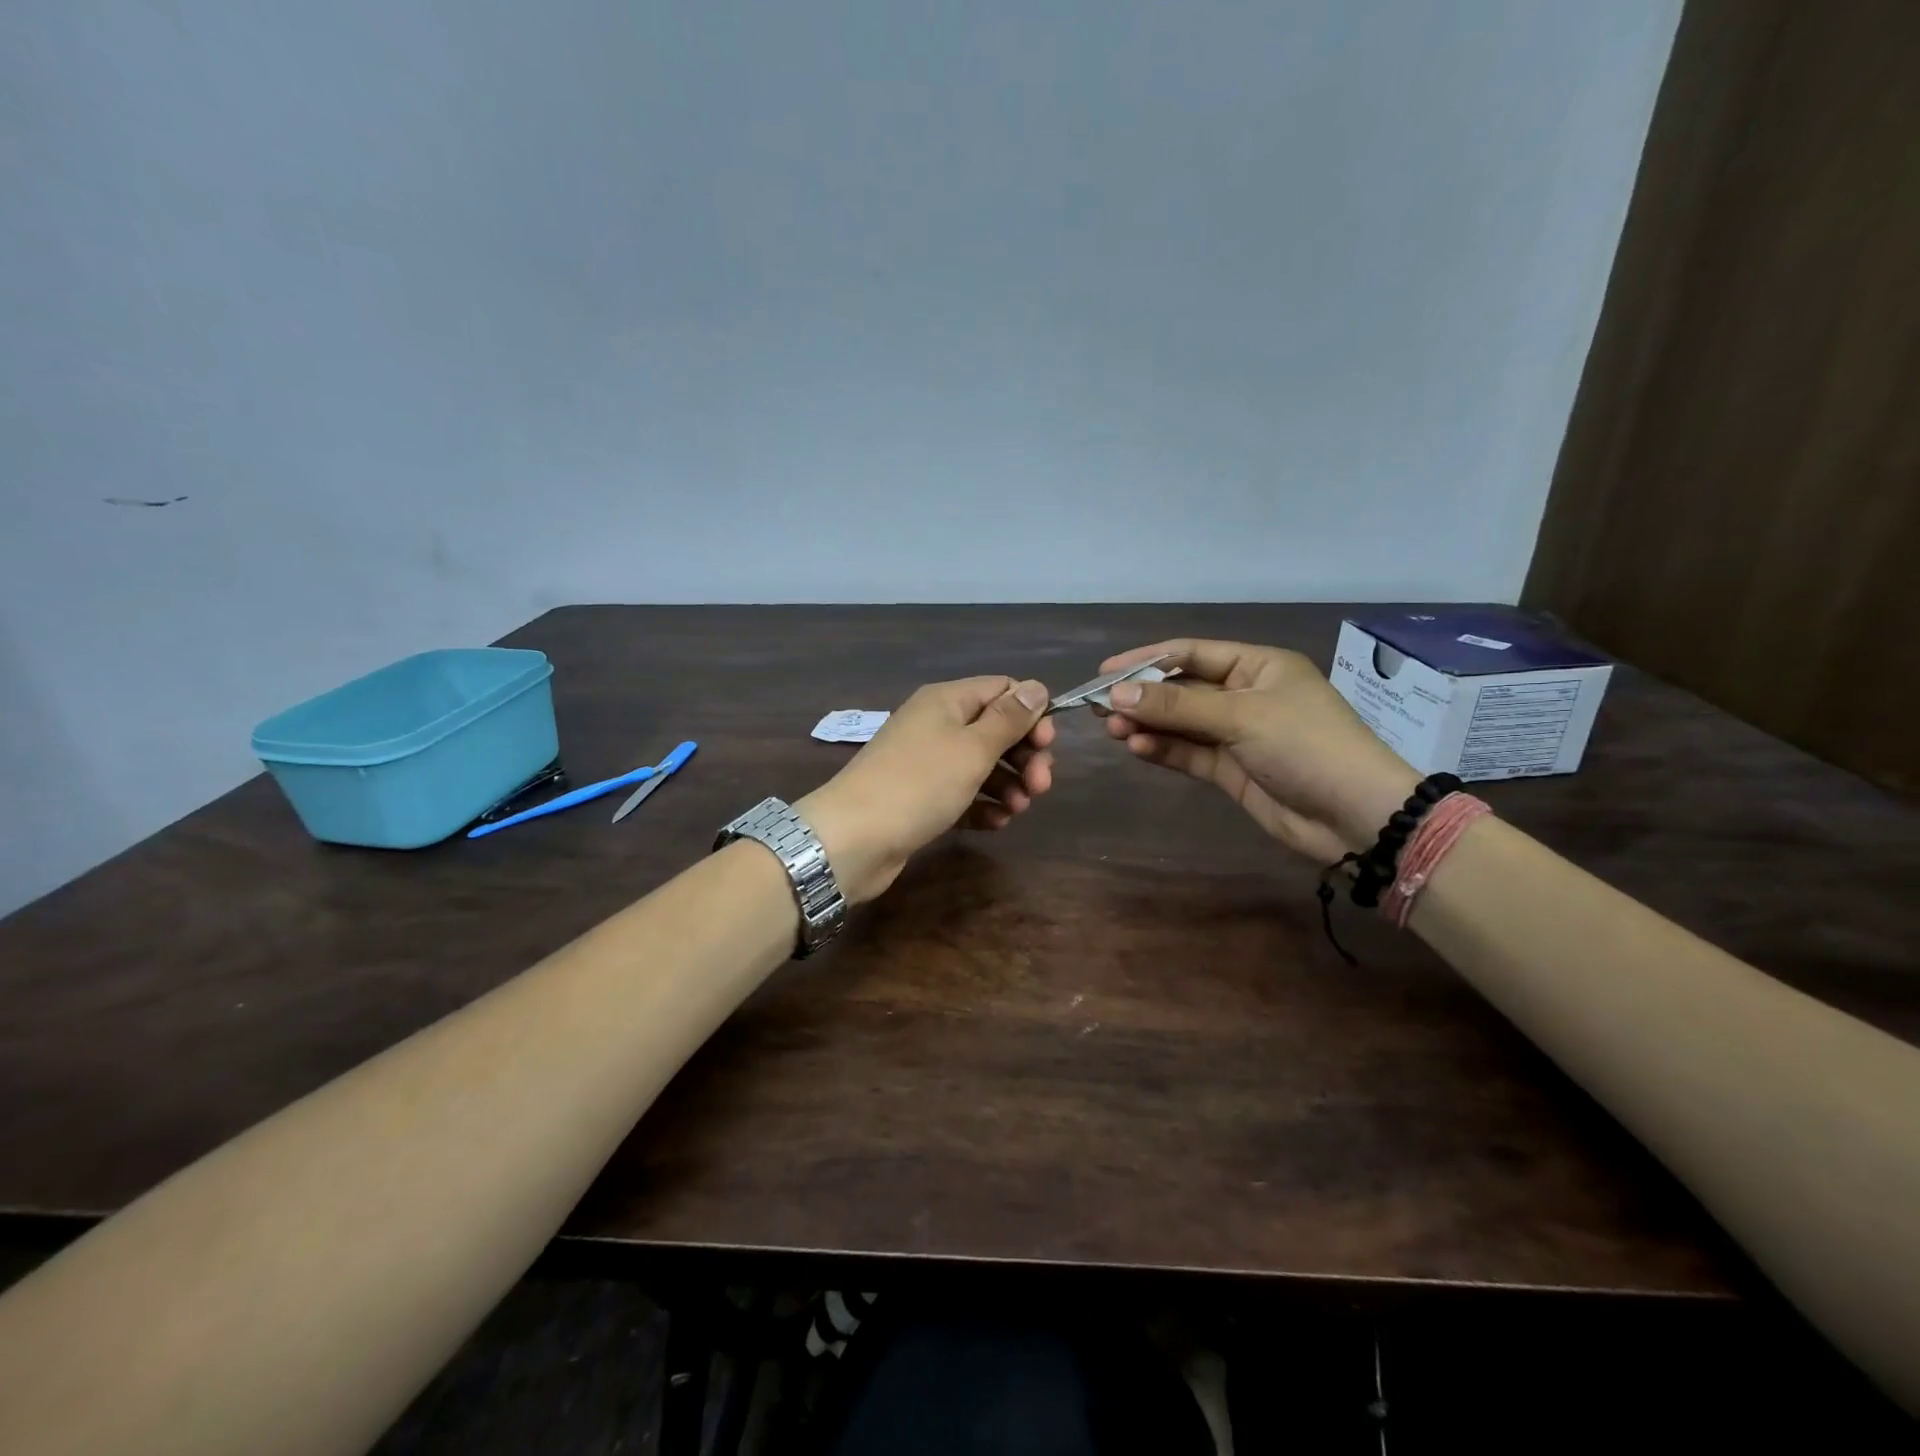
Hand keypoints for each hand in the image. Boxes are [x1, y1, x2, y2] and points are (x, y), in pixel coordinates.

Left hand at [798, 676, 1054, 903]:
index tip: (1048, 745)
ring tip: (1017, 810)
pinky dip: (983, 806)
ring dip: (1007, 785)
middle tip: (1040, 787)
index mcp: (947, 701)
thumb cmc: (919, 784)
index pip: (1001, 690)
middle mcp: (937, 725)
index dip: (1030, 713)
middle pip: (995, 730)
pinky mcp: (922, 799)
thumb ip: (1009, 719)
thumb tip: (1037, 686)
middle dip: (1023, 756)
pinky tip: (996, 824)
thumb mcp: (972, 748)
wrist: (853, 839)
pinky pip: (963, 795)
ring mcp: (927, 764)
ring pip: (982, 766)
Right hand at [1098, 639, 1418, 863]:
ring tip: (1113, 730)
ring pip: (1181, 723)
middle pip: (1182, 688)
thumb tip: (1116, 694)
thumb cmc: (1306, 746)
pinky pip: (1188, 752)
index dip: (1145, 659)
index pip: (1191, 653)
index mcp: (1257, 666)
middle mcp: (1245, 694)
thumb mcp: (1241, 716)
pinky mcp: (1231, 769)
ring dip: (1148, 724)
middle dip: (1142, 696)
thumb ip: (1177, 705)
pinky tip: (1137, 748)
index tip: (1104, 671)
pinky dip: (1163, 749)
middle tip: (1099, 707)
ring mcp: (1237, 734)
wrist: (1355, 817)